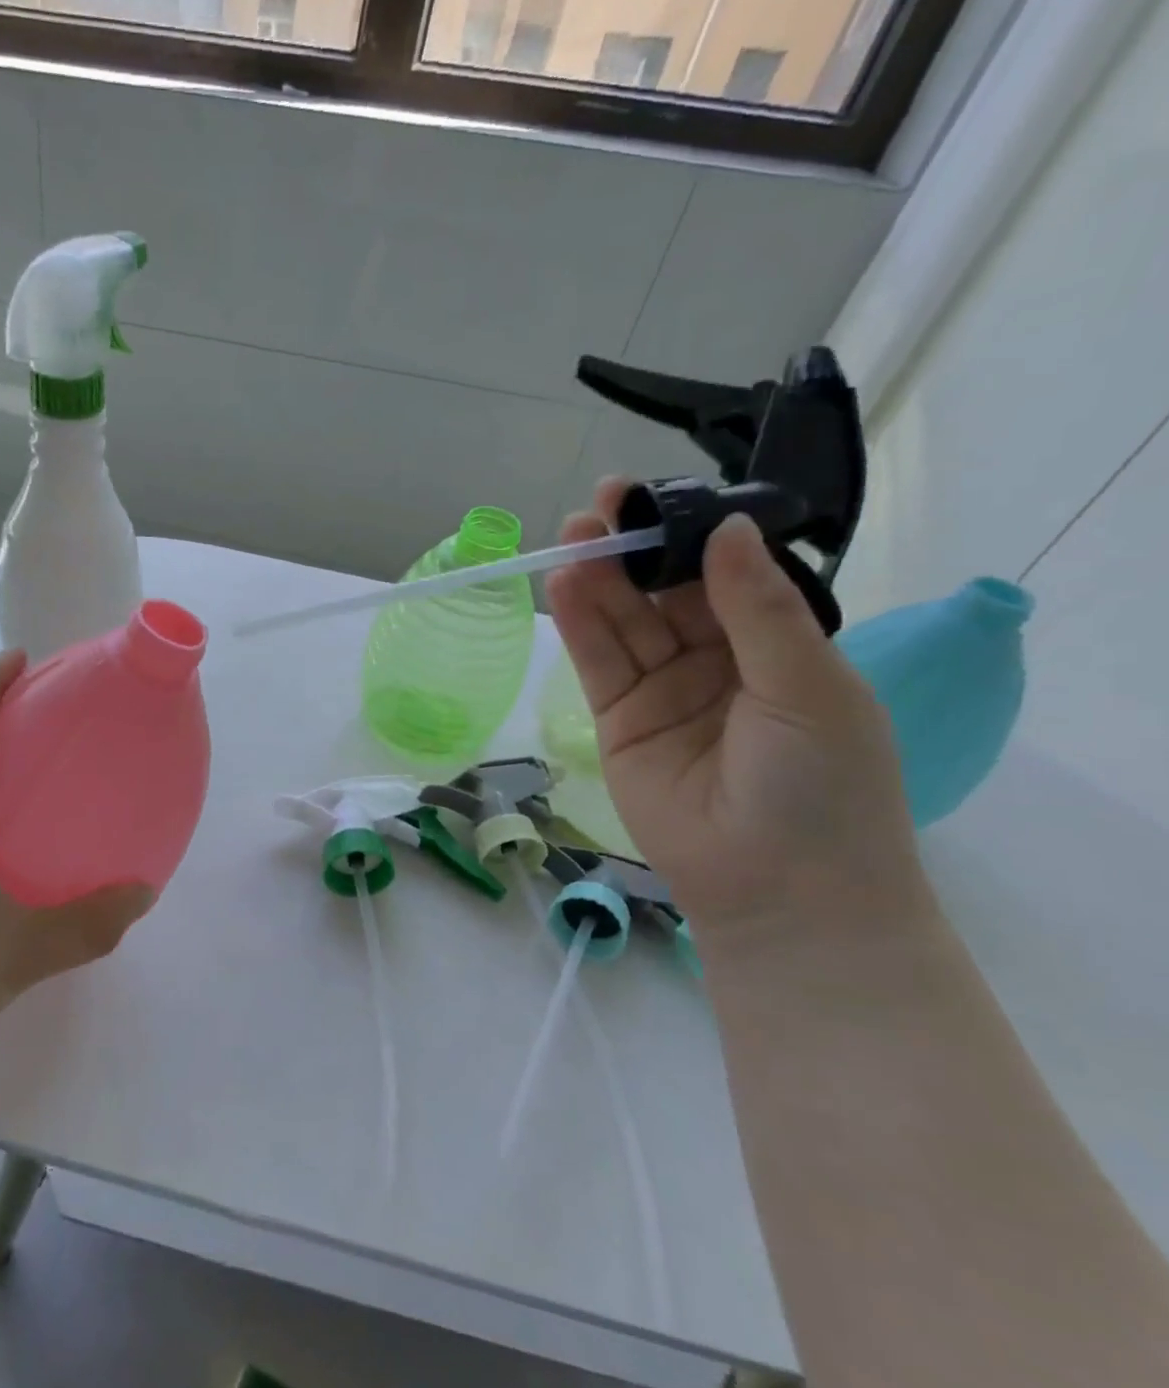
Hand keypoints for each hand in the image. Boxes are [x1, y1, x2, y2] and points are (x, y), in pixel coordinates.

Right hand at [544, 480, 926, 940]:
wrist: (778, 891)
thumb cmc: (821, 785)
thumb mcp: (807, 686)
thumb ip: (758, 609)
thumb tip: (727, 529)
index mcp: (776, 645)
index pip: (723, 574)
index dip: (689, 534)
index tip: (655, 496)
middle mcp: (715, 659)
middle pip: (663, 592)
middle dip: (633, 550)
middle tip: (598, 509)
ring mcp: (662, 689)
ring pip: (624, 621)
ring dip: (598, 580)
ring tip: (572, 538)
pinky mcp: (617, 718)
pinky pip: (598, 661)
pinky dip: (579, 624)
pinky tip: (564, 587)